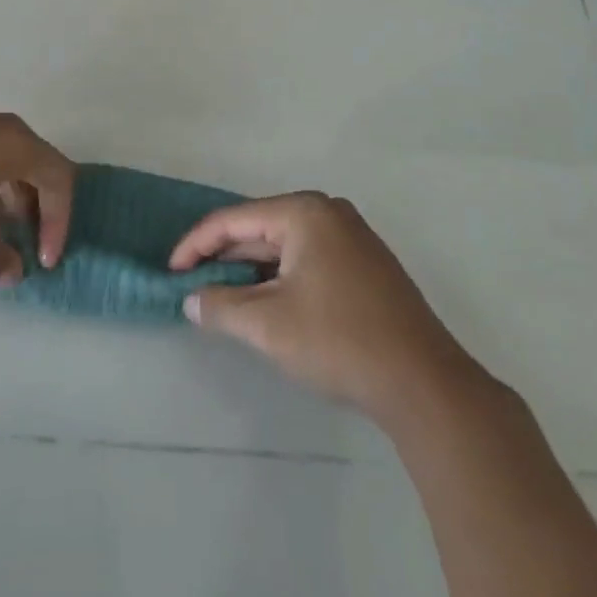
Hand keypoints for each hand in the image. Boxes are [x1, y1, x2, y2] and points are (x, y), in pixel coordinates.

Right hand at [170, 192, 482, 424]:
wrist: (424, 384)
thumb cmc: (339, 341)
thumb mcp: (268, 324)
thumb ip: (222, 306)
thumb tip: (191, 299)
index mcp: (304, 212)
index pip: (234, 219)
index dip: (197, 245)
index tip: (171, 272)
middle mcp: (328, 212)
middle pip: (260, 228)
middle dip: (224, 257)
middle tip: (193, 285)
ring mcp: (352, 237)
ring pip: (285, 246)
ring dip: (252, 270)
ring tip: (222, 296)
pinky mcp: (365, 265)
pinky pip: (308, 259)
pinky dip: (280, 277)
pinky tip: (267, 302)